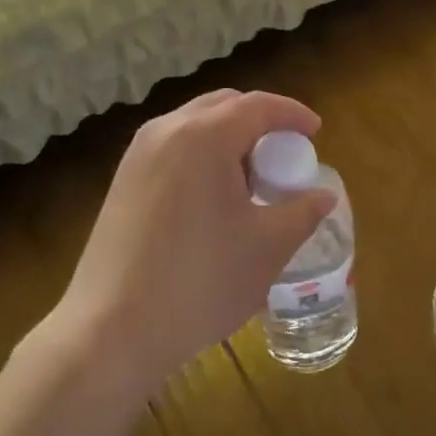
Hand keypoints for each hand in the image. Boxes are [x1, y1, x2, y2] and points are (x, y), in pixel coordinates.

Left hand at [55, 89, 336, 394]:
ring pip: (195, 125)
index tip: (316, 132)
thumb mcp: (268, 247)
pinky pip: (173, 148)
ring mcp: (138, 155)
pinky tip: (215, 198)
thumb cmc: (200, 281)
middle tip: (285, 154)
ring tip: (252, 179)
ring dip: (230, 138)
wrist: (111, 330)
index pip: (259, 105)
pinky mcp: (123, 180)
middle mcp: (167, 131)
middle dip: (260, 121)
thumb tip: (324, 195)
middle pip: (224, 106)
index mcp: (205, 136)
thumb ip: (303, 212)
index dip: (293, 114)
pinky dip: (203, 155)